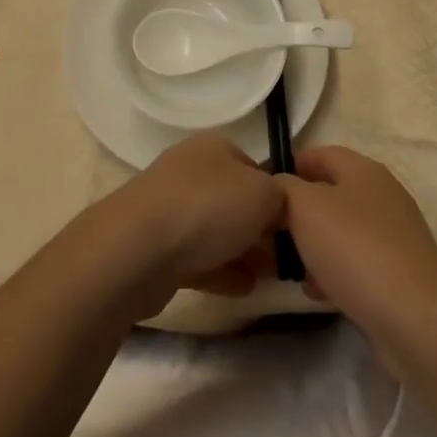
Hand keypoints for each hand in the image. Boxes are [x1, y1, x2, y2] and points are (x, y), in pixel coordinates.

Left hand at [104, 135, 285, 311]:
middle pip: (236, 200)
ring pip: (217, 230)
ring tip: (268, 278)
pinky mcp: (158, 246)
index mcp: (215, 147)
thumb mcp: (265, 194)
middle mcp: (191, 170)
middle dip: (261, 229)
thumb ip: (282, 198)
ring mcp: (171, 207)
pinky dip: (221, 271)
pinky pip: (198, 257)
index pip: (256, 168)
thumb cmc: (208, 208)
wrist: (139, 248)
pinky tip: (242, 289)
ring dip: (243, 252)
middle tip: (286, 259)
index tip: (297, 228)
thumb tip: (280, 207)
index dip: (278, 197)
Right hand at [276, 146, 436, 339]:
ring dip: (312, 246)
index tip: (259, 195)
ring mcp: (393, 236)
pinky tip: (317, 293)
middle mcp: (380, 195)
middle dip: (296, 214)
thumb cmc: (355, 249)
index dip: (285, 168)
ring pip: (339, 231)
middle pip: (327, 194)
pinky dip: (333, 272)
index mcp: (362, 169)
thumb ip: (282, 189)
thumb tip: (277, 189)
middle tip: (268, 236)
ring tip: (289, 270)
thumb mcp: (303, 207)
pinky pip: (355, 263)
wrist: (417, 320)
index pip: (315, 154)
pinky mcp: (398, 274)